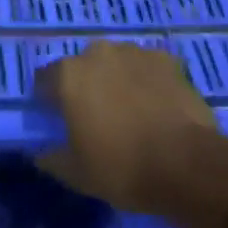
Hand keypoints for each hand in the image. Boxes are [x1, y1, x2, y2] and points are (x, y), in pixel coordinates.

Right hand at [34, 41, 227, 227]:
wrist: (187, 165)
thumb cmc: (122, 167)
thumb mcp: (77, 174)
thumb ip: (52, 158)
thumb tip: (40, 153)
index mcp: (69, 75)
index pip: (45, 80)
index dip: (49, 100)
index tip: (59, 121)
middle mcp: (97, 53)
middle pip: (82, 67)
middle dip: (86, 86)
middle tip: (98, 118)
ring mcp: (134, 52)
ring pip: (116, 63)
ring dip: (117, 80)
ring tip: (131, 111)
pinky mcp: (166, 60)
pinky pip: (147, 67)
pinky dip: (147, 81)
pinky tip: (156, 105)